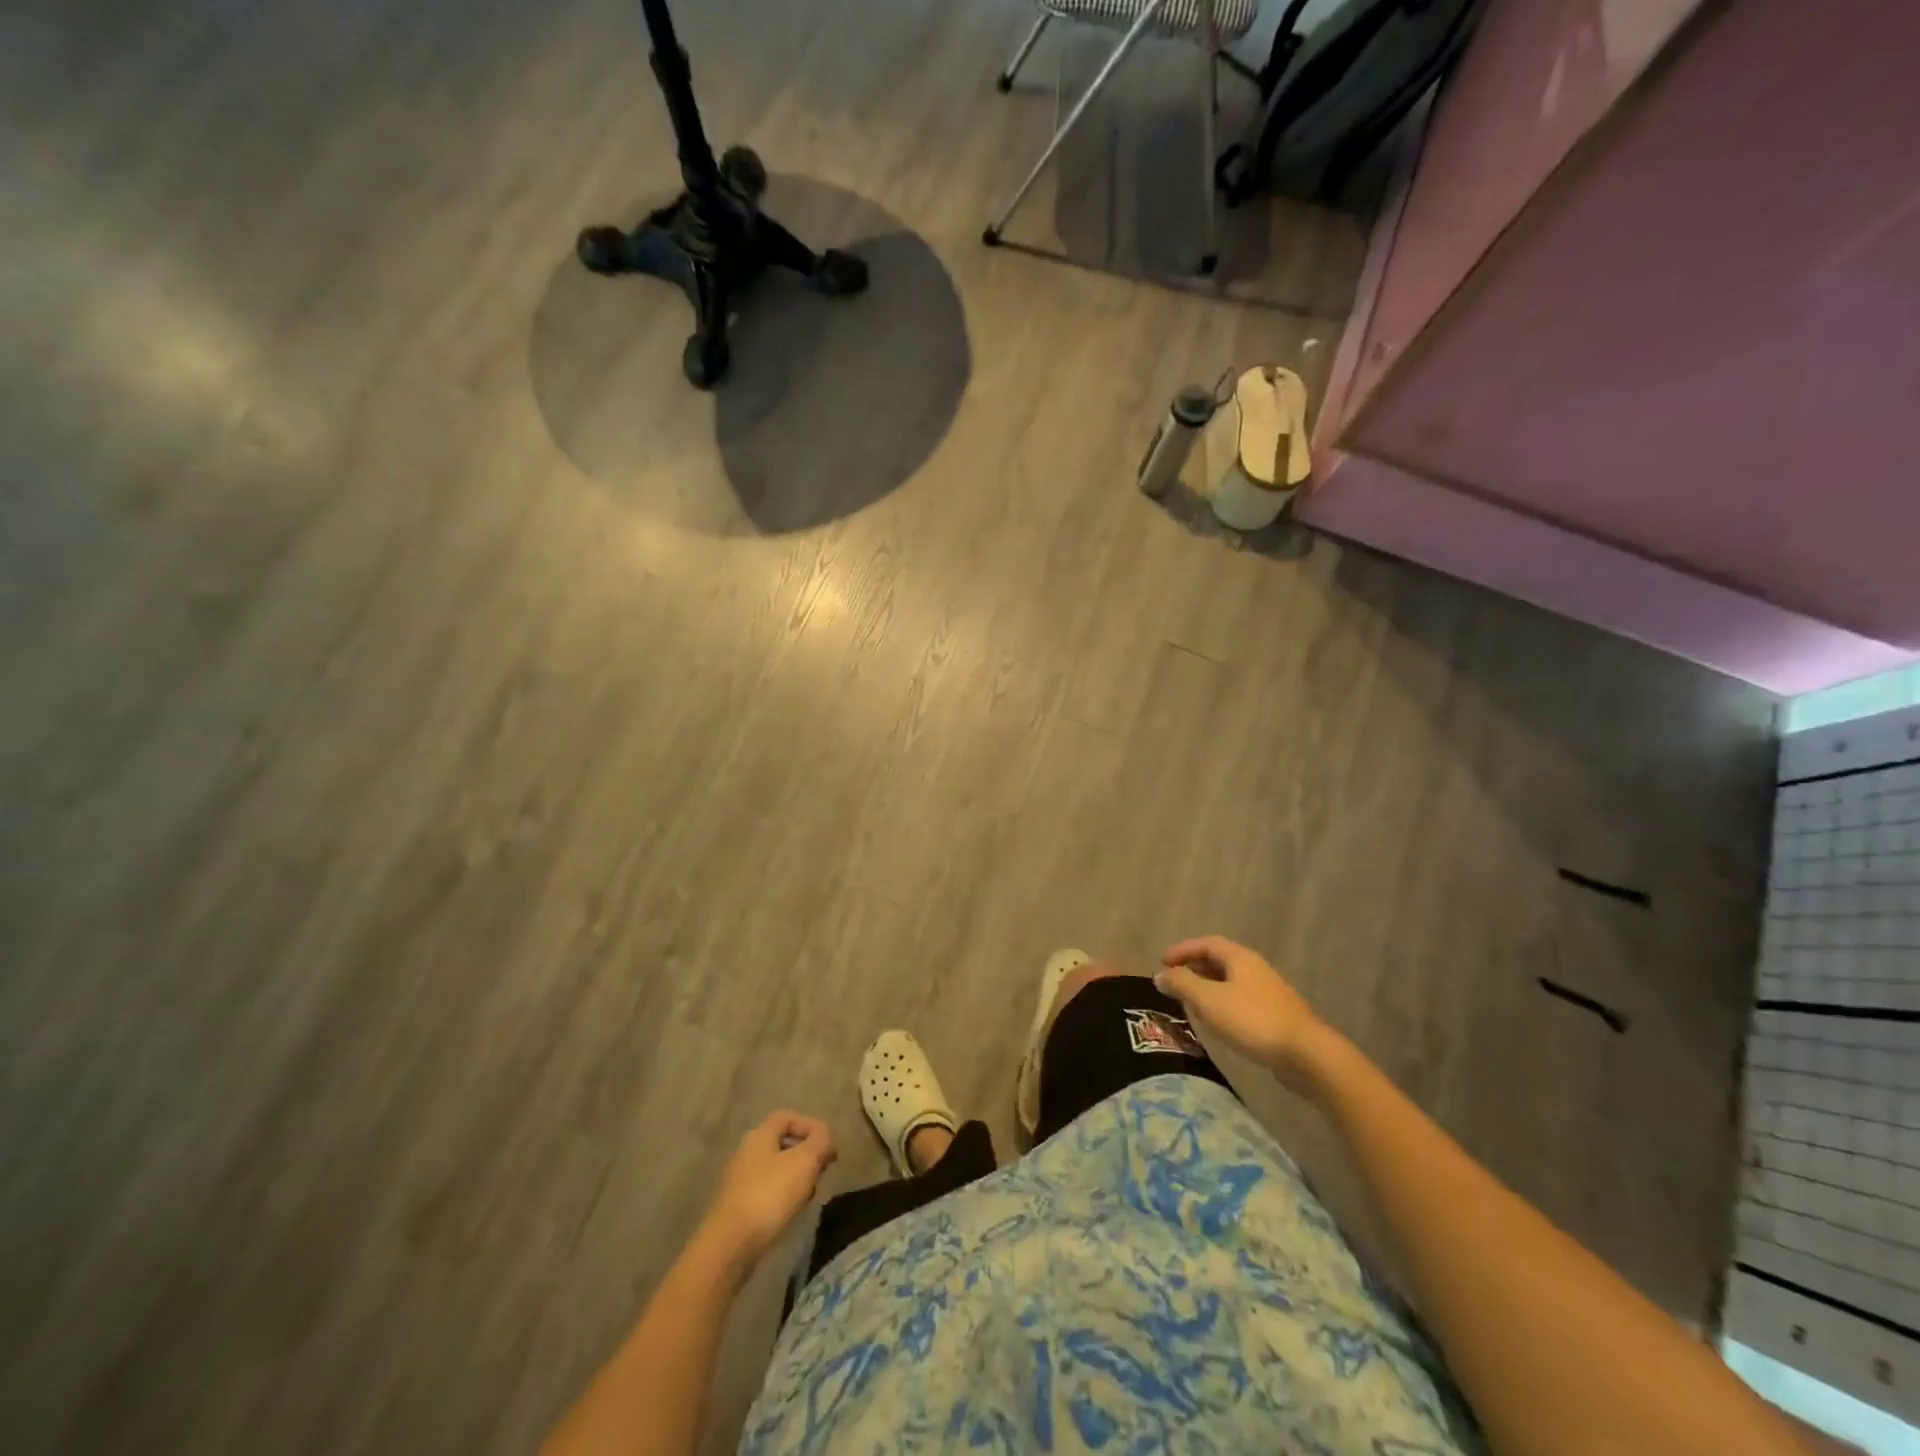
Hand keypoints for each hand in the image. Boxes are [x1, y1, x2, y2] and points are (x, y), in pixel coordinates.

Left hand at [700, 1111, 836, 1271]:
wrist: (729, 1246)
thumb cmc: (769, 1195)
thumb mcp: (805, 1162)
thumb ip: (820, 1141)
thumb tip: (825, 1136)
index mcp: (759, 1135)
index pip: (787, 1117)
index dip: (811, 1126)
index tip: (827, 1146)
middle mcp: (746, 1153)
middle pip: (782, 1144)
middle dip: (806, 1154)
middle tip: (822, 1171)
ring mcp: (738, 1181)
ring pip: (775, 1170)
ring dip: (796, 1178)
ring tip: (809, 1195)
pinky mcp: (736, 1208)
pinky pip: (765, 1192)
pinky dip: (782, 1197)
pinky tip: (790, 1213)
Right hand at [1156, 935, 1332, 1091]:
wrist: (1306, 1054)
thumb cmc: (1252, 1020)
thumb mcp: (1208, 1000)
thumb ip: (1182, 984)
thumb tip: (1160, 974)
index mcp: (1240, 958)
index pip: (1206, 943)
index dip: (1183, 950)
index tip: (1162, 962)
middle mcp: (1254, 968)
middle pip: (1219, 960)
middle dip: (1193, 968)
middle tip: (1173, 982)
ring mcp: (1267, 992)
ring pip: (1230, 982)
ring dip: (1207, 987)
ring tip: (1189, 1002)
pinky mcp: (1274, 1015)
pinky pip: (1240, 1000)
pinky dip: (1221, 1003)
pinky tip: (1216, 1022)